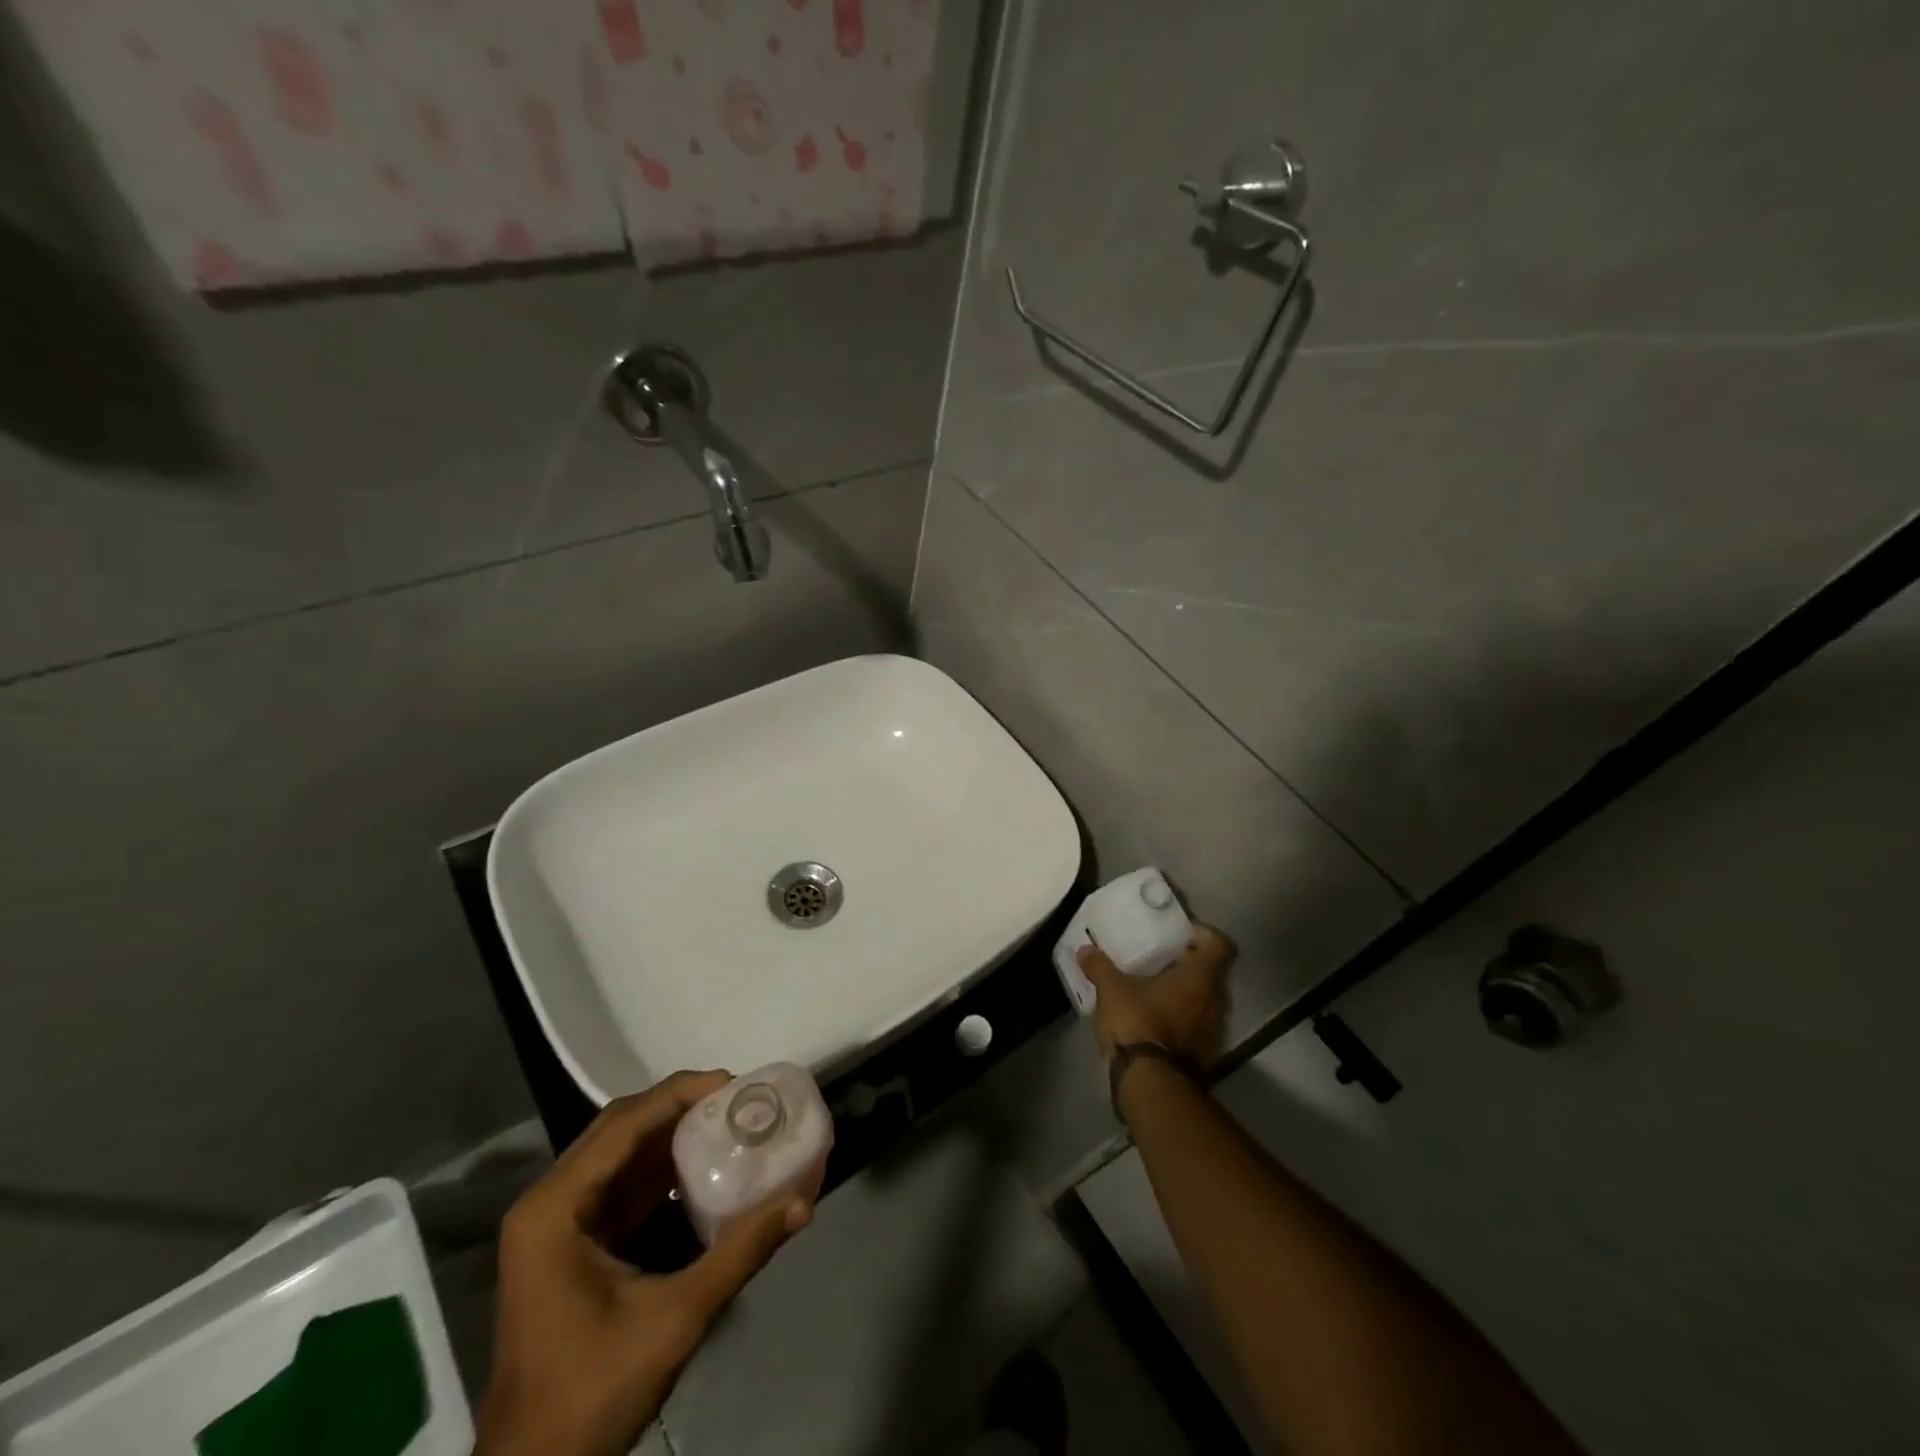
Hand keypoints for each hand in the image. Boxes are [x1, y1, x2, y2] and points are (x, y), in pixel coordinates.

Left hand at [475, 1071, 812, 1455]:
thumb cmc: (592, 1392)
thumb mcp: (674, 1319)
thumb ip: (740, 1253)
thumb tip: (803, 1202)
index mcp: (554, 1209)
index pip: (623, 1124)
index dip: (679, 1095)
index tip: (733, 1083)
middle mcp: (548, 1202)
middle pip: (620, 1128)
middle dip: (679, 1107)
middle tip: (735, 1098)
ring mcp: (554, 1223)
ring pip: (620, 1153)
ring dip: (671, 1135)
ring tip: (727, 1121)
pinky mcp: (569, 1243)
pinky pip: (619, 1184)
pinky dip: (661, 1169)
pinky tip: (702, 1167)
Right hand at [1078, 924, 1234, 1067]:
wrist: (1151, 1086)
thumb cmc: (1138, 1023)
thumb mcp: (1112, 990)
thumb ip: (1100, 967)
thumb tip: (1085, 950)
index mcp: (1199, 977)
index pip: (1218, 945)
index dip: (1202, 935)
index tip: (1179, 935)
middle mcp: (1215, 1001)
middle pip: (1211, 972)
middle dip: (1188, 965)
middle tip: (1160, 959)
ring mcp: (1213, 1031)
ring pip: (1204, 1001)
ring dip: (1185, 994)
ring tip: (1154, 990)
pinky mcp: (1205, 1055)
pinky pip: (1196, 1025)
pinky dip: (1181, 1019)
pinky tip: (1155, 1020)